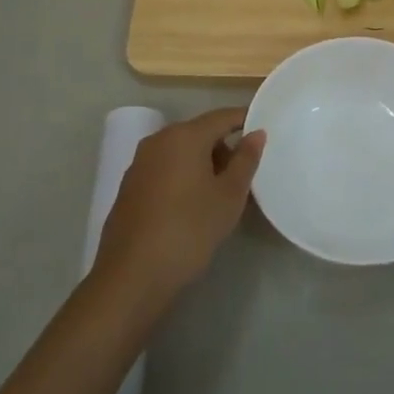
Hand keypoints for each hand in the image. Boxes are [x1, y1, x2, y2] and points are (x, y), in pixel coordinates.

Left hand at [90, 107, 264, 318]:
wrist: (131, 277)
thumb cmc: (188, 230)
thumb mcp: (228, 196)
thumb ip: (245, 160)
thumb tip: (256, 133)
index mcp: (184, 136)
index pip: (222, 116)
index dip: (245, 120)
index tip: (264, 132)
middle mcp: (159, 140)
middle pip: (200, 133)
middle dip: (224, 147)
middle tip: (245, 174)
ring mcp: (140, 163)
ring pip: (181, 152)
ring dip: (204, 164)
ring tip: (222, 194)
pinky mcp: (130, 187)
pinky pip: (165, 169)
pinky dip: (183, 177)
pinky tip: (193, 206)